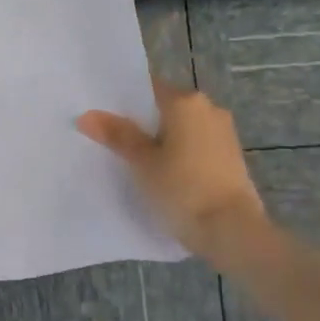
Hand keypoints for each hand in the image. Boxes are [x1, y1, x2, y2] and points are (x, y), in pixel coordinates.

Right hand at [77, 79, 265, 262]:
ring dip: (164, 141)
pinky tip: (164, 175)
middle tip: (115, 143)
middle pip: (167, 109)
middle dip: (144, 124)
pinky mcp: (232, 158)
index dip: (125, 103)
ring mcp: (225, 133)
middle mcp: (209, 109)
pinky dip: (181, 155)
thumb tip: (87, 115)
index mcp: (186, 102)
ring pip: (184, 129)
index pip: (149, 89)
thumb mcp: (143, 163)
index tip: (106, 119)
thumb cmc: (182, 189)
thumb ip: (118, 135)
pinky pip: (198, 147)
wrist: (232, 230)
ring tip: (137, 162)